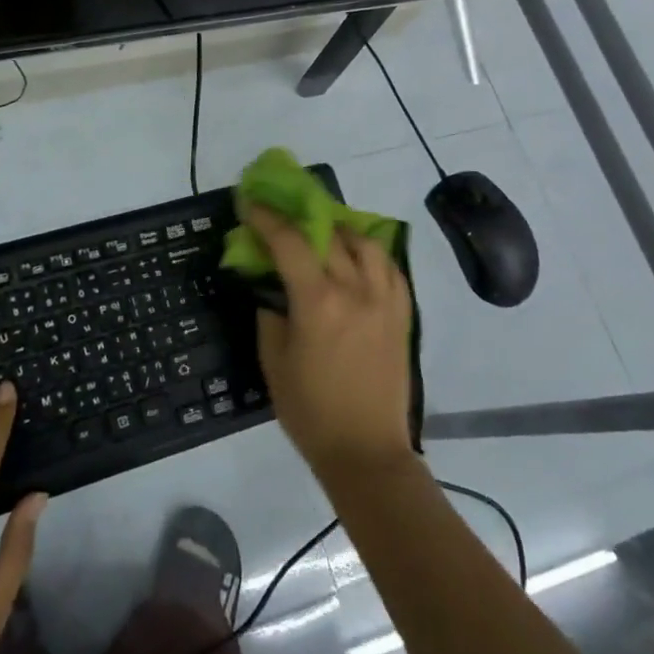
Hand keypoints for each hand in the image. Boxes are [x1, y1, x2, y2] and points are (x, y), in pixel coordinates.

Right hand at [245, 205, 415, 481]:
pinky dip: (373, 254)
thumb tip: (272, 290)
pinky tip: (359, 258)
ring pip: (366, 244)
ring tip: (325, 233)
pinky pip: (392, 269)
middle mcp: (355, 290)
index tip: (250, 202)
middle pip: (327, 236)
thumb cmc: (310, 411)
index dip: (266, 218)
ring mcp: (385, 301)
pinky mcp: (403, 315)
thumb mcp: (274, 362)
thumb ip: (271, 316)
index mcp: (318, 302)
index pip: (289, 243)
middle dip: (300, 217)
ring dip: (341, 230)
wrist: (366, 452)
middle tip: (281, 214)